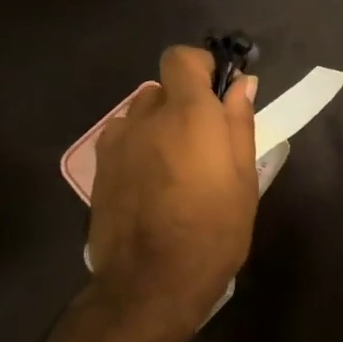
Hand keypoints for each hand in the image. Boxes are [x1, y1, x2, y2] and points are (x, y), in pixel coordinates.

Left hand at [87, 46, 257, 329]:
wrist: (151, 283)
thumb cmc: (213, 230)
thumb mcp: (243, 178)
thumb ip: (239, 123)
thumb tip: (242, 85)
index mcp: (189, 114)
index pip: (181, 58)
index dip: (200, 66)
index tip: (217, 92)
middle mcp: (148, 117)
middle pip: (163, 88)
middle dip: (183, 103)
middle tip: (203, 141)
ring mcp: (117, 142)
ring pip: (141, 114)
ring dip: (158, 125)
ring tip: (174, 166)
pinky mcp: (99, 168)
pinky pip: (123, 139)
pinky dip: (138, 147)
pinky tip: (149, 182)